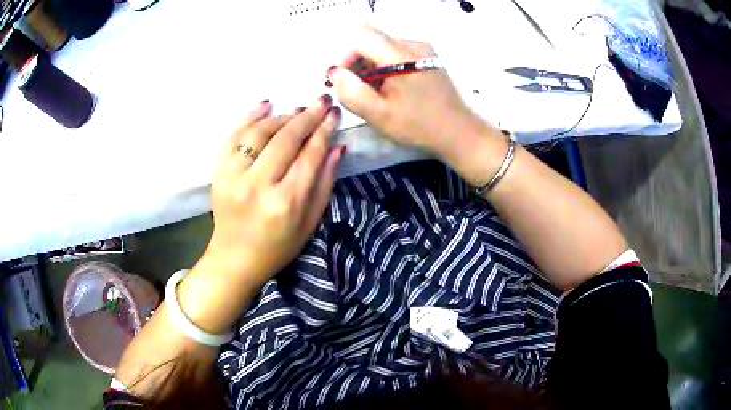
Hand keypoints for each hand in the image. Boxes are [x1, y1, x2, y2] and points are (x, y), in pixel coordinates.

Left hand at [204, 97, 344, 285]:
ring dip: (282, 116)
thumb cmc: (278, 247)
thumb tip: (337, 147)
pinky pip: (234, 136)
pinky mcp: (218, 173)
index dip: (324, 131)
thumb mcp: (310, 223)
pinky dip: (250, 117)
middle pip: (286, 139)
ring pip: (260, 132)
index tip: (333, 113)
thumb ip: (325, 183)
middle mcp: (258, 186)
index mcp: (286, 203)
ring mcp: (233, 177)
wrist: (235, 260)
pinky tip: (266, 105)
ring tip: (298, 110)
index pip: (309, 155)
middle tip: (321, 101)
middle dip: (307, 116)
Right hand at [329, 27, 497, 164]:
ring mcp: (422, 49)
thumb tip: (335, 73)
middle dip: (356, 64)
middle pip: (372, 41)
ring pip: (382, 48)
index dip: (345, 56)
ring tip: (373, 93)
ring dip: (369, 67)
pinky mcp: (427, 57)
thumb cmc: (421, 126)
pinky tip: (388, 89)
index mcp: (402, 55)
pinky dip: (384, 68)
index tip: (343, 79)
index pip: (361, 37)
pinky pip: (395, 54)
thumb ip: (352, 92)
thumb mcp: (380, 115)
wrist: (459, 132)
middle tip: (354, 90)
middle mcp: (413, 44)